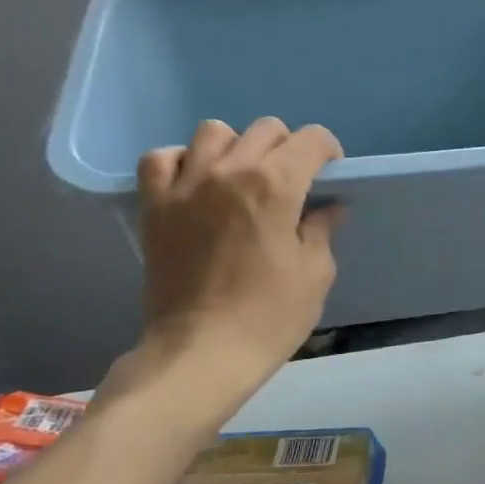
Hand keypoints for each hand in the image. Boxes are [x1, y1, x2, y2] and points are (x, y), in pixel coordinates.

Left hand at [133, 118, 343, 388]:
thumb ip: (322, 229)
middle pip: (266, 129)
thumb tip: (326, 208)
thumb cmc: (269, 316)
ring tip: (241, 178)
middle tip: (291, 182)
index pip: (311, 139)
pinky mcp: (154, 207)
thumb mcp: (315, 273)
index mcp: (276, 185)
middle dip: (287, 148)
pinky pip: (161, 159)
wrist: (200, 354)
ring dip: (236, 147)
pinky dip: (181, 161)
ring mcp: (186, 186)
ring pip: (214, 132)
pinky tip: (195, 183)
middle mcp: (229, 171)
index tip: (330, 174)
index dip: (328, 151)